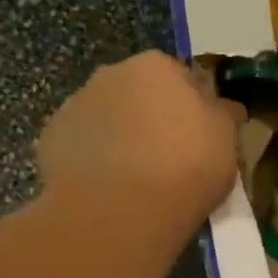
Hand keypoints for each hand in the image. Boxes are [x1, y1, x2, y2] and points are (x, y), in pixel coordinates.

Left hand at [37, 51, 246, 239]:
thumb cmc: (185, 168)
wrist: (120, 211)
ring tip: (133, 181)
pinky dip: (91, 162)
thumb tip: (224, 107)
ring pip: (105, 119)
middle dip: (150, 118)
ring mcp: (74, 106)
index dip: (192, 108)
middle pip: (137, 94)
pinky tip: (105, 191)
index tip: (199, 137)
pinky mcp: (50, 141)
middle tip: (167, 159)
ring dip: (118, 138)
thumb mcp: (226, 141)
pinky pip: (80, 148)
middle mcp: (110, 74)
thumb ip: (224, 116)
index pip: (180, 77)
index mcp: (156, 65)